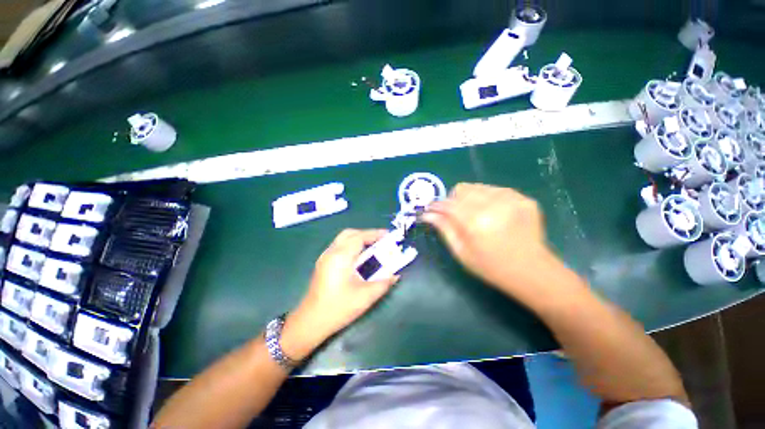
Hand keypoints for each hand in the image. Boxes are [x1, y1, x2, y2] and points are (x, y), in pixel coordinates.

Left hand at [281, 229, 399, 359]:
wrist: (310, 322)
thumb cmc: (338, 308)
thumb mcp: (366, 296)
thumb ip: (383, 283)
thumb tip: (395, 274)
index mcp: (340, 257)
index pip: (359, 237)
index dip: (375, 234)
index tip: (388, 235)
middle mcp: (331, 252)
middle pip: (350, 234)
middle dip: (366, 234)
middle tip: (380, 241)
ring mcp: (325, 257)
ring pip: (343, 239)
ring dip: (359, 239)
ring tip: (373, 247)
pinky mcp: (323, 263)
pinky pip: (339, 246)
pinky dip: (352, 246)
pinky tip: (359, 257)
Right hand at [422, 183, 557, 295]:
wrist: (532, 272)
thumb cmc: (491, 267)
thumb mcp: (462, 252)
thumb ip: (444, 229)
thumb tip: (427, 214)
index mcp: (475, 222)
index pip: (448, 204)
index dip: (437, 205)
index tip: (431, 208)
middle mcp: (493, 205)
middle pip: (462, 189)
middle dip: (453, 200)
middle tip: (455, 214)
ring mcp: (512, 199)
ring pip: (478, 187)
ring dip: (470, 198)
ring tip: (474, 214)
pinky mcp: (524, 198)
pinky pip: (496, 190)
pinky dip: (487, 198)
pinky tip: (492, 213)